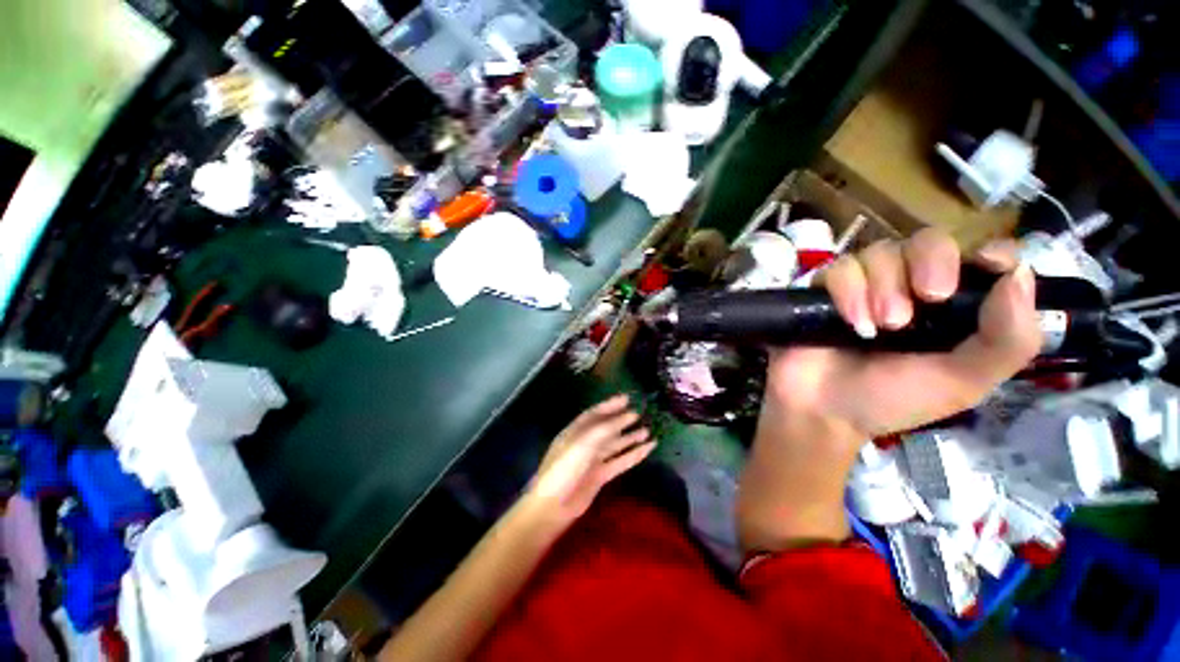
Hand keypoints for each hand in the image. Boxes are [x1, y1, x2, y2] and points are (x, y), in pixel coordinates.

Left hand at [522, 395, 654, 528]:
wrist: (554, 505)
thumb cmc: (563, 470)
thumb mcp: (582, 445)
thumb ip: (605, 429)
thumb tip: (628, 415)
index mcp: (573, 434)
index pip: (593, 415)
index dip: (609, 405)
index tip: (627, 398)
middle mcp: (583, 445)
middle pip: (605, 429)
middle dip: (621, 420)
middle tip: (641, 412)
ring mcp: (592, 462)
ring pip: (615, 445)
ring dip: (630, 437)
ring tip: (648, 429)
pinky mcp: (601, 477)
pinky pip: (621, 462)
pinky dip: (634, 455)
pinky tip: (648, 449)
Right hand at [765, 229, 1040, 449]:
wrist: (830, 417)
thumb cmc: (901, 400)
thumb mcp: (963, 384)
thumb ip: (1003, 343)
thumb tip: (1021, 277)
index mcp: (961, 306)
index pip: (988, 260)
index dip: (992, 253)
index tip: (987, 264)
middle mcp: (923, 281)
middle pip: (935, 241)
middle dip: (932, 263)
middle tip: (927, 298)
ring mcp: (880, 275)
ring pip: (889, 249)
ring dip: (886, 288)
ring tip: (880, 328)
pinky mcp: (839, 276)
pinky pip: (848, 263)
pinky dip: (851, 292)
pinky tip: (852, 324)